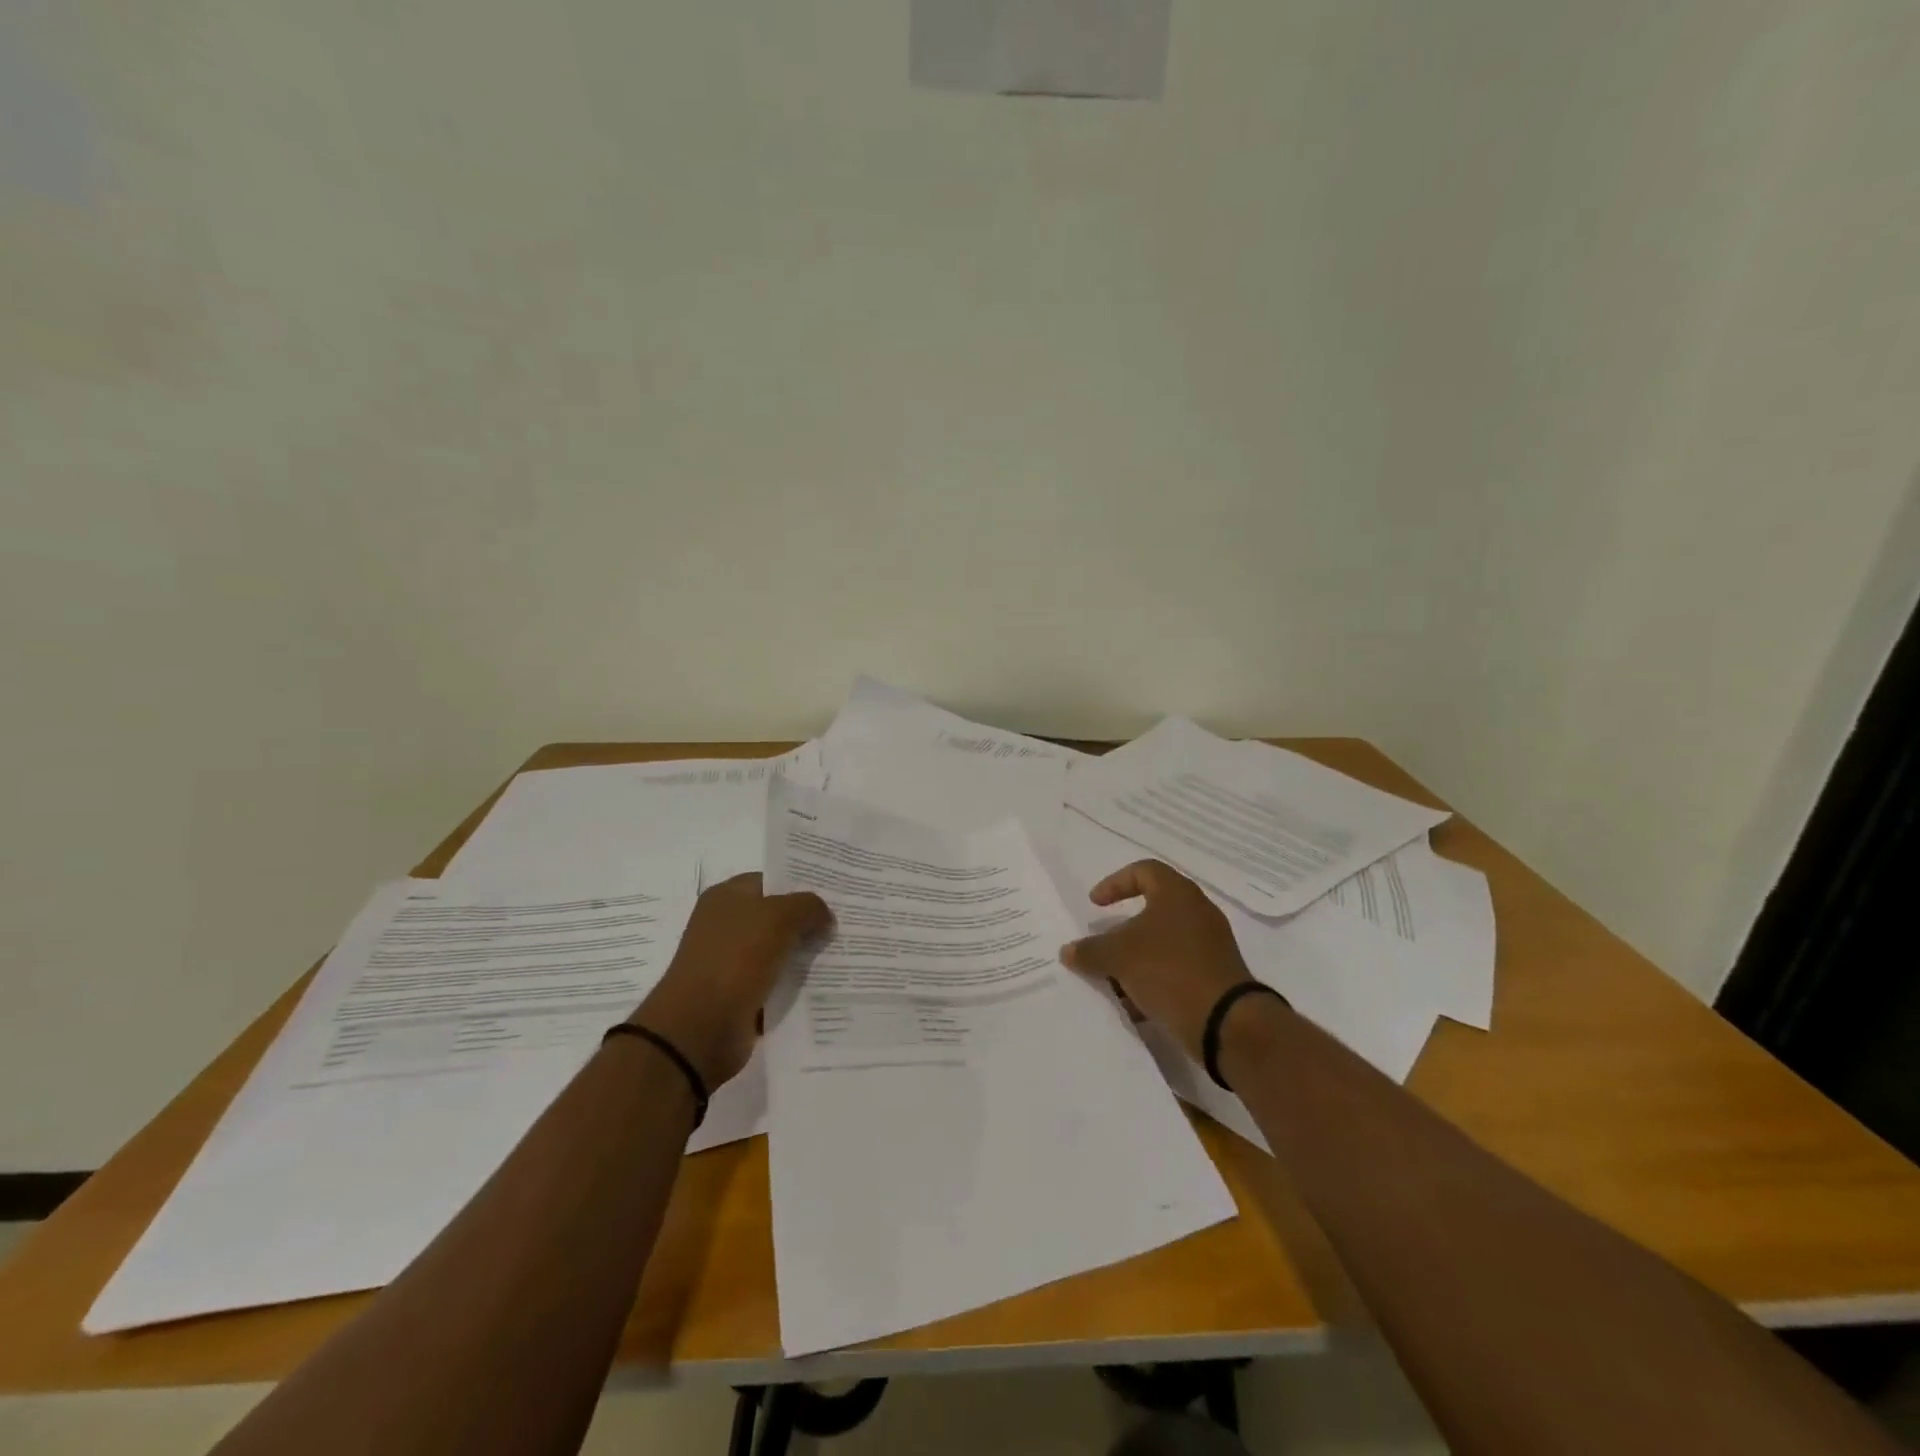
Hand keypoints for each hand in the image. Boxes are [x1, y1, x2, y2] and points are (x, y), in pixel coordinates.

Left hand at [628, 874, 831, 1089]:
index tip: (837, 893)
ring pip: (780, 951)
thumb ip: (808, 907)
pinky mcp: (740, 995)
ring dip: (805, 955)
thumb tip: (825, 917)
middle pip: (777, 916)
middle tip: (847, 923)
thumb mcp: (779, 917)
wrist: (699, 1028)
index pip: (771, 880)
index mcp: (726, 897)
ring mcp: (732, 961)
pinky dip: (796, 984)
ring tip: (844, 952)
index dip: (802, 884)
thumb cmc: (735, 958)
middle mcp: (726, 925)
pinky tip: (826, 982)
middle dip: (809, 921)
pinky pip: (776, 982)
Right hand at [1060, 860, 1256, 1060]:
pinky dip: (1154, 979)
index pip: (1143, 871)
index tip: (1095, 904)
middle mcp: (1198, 912)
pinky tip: (1136, 1003)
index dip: (1115, 883)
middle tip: (1103, 943)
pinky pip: (1176, 968)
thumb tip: (1068, 951)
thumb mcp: (1118, 957)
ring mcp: (1210, 945)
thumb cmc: (1169, 970)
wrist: (1225, 1022)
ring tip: (1114, 979)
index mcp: (1177, 894)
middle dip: (1123, 928)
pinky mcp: (1215, 975)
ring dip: (1137, 958)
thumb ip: (1090, 950)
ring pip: (1163, 942)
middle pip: (1153, 909)